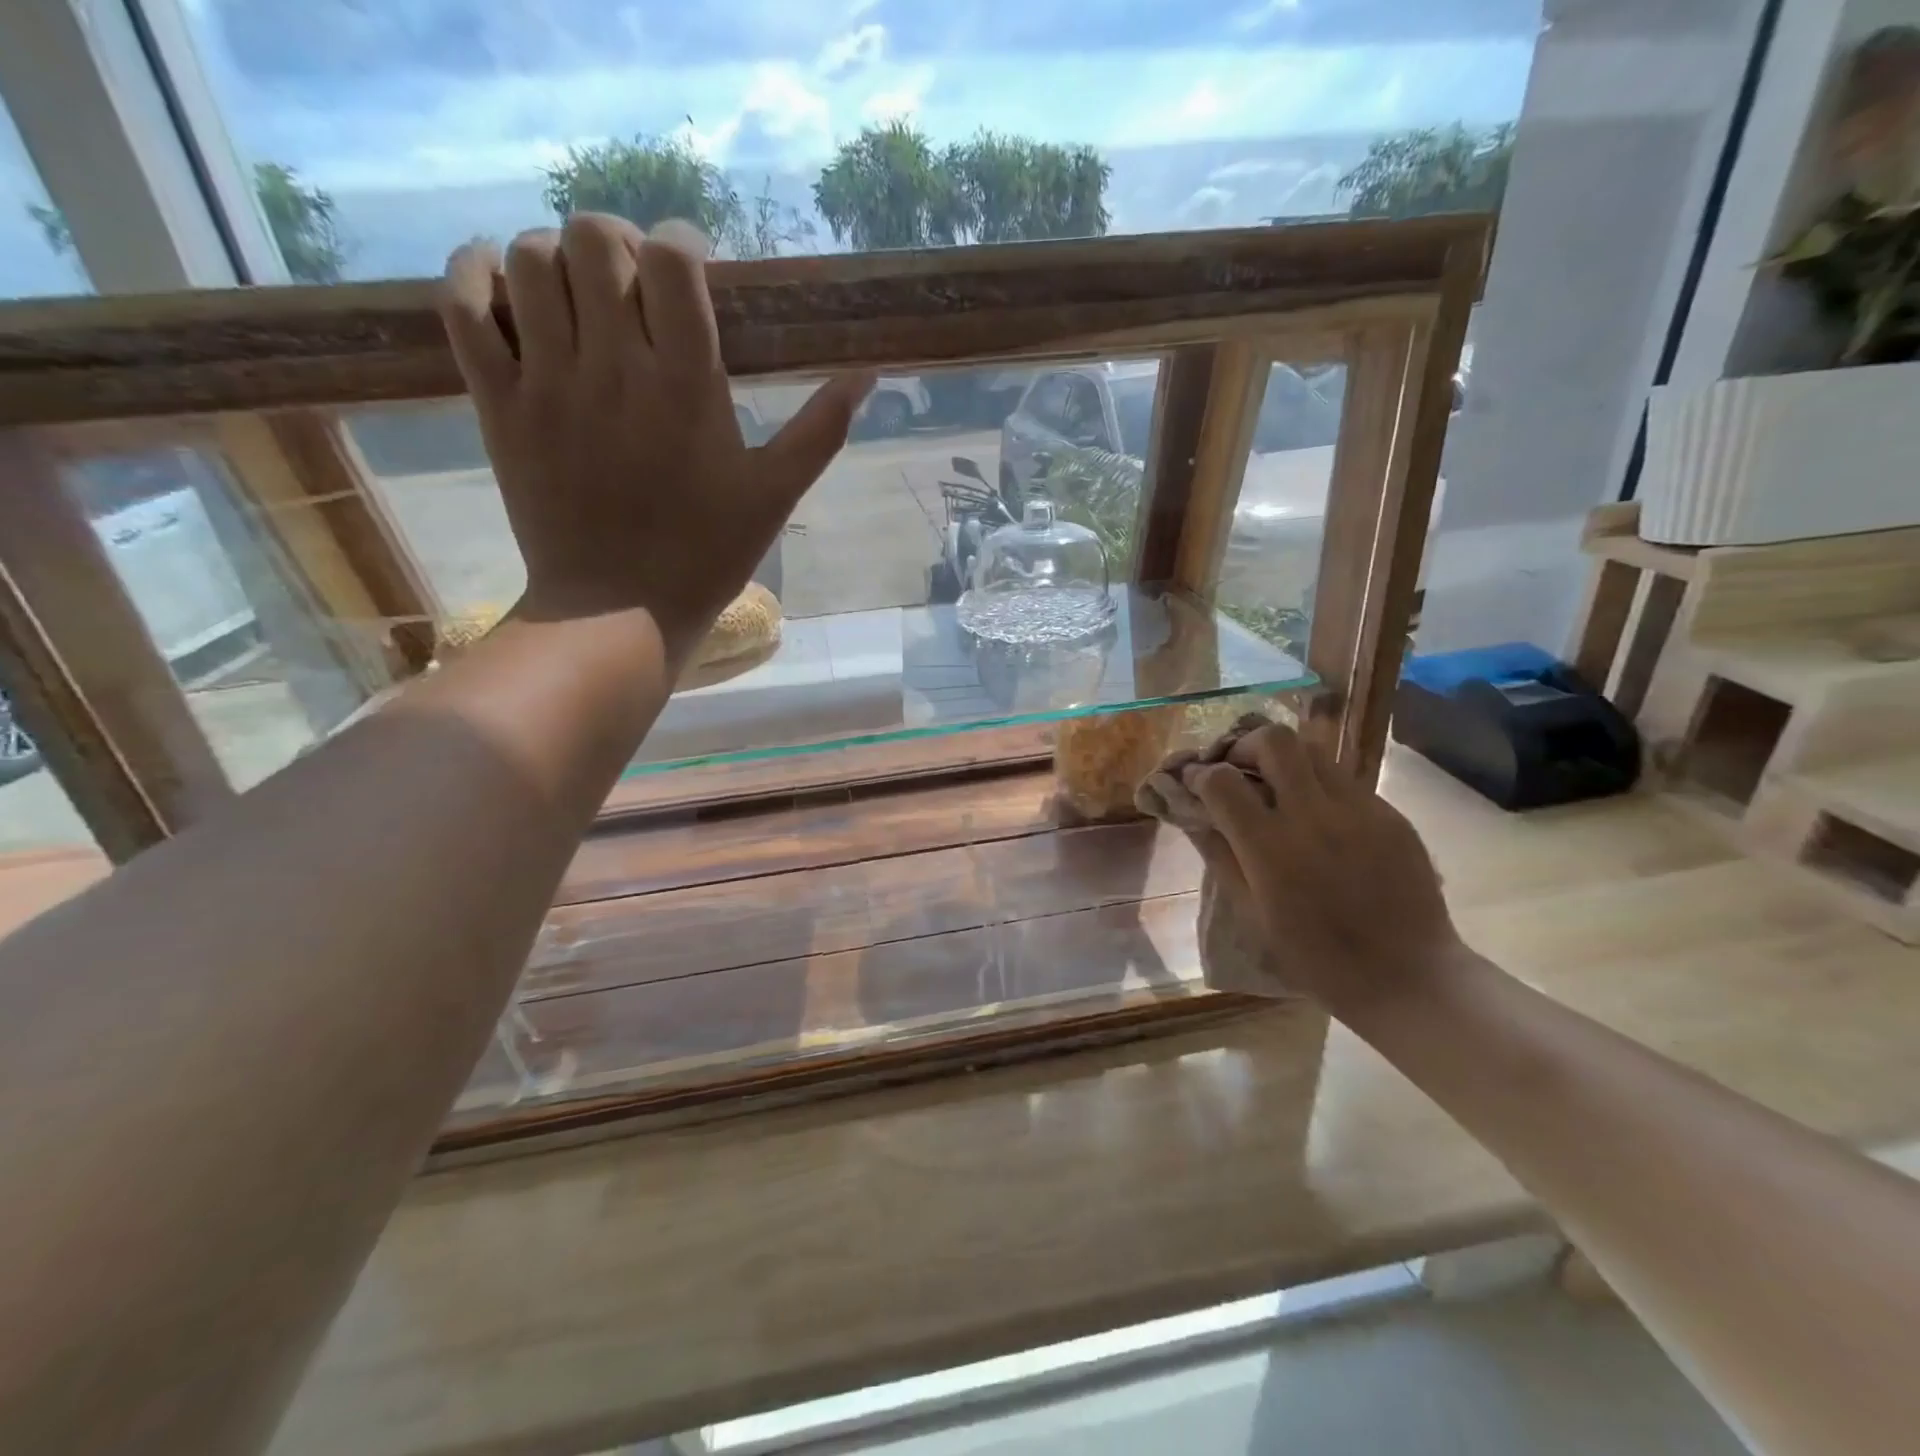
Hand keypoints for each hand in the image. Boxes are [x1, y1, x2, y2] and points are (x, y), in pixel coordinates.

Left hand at [436, 214, 871, 658]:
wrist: (617, 612)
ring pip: (531, 262)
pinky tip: (501, 285)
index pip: (673, 260)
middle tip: (634, 286)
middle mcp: (614, 368)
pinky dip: (475, 275)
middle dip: (619, 245)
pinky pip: (464, 307)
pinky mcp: (499, 406)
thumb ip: (820, 431)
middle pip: (594, 239)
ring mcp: (547, 383)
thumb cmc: (705, 556)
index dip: (683, 244)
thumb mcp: (774, 496)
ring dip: (556, 258)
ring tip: (578, 296)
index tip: (693, 271)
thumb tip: (868, 374)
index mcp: (688, 386)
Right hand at [1185, 721, 1460, 1007]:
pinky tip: (1318, 816)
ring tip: (1277, 785)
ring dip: (1284, 759)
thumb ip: (1221, 857)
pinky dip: (1318, 785)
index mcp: (1270, 847)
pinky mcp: (1389, 814)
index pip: (1222, 781)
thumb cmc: (1316, 957)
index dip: (1200, 775)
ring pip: (1313, 751)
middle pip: (1273, 740)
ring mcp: (1358, 810)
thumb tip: (1196, 816)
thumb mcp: (1252, 914)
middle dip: (1244, 745)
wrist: (1407, 975)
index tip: (1196, 783)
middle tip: (1239, 769)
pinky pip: (1344, 780)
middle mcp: (1313, 816)